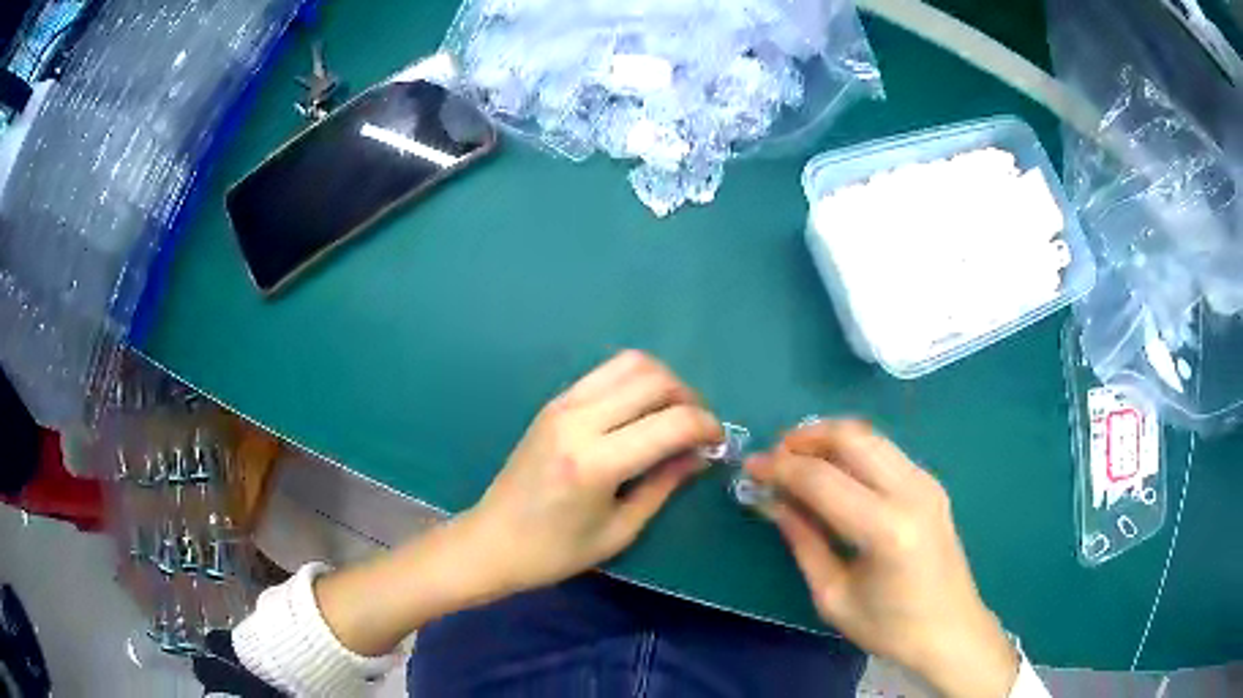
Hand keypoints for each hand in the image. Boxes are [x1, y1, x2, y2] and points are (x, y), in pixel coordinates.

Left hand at [460, 350, 722, 595]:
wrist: (492, 541)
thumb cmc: (555, 552)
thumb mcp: (620, 530)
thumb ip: (663, 486)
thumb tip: (699, 455)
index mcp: (595, 462)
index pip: (671, 422)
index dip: (706, 427)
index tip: (717, 443)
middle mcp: (579, 421)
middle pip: (654, 379)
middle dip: (690, 398)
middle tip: (698, 430)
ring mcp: (562, 405)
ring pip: (630, 363)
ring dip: (663, 382)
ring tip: (673, 416)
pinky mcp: (554, 402)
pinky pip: (606, 373)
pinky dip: (635, 382)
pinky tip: (641, 413)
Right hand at [747, 420, 1018, 697]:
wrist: (951, 630)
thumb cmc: (889, 627)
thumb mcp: (833, 596)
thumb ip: (803, 541)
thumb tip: (772, 501)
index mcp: (885, 529)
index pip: (822, 478)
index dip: (780, 468)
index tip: (750, 467)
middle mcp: (911, 491)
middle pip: (852, 436)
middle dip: (806, 437)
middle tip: (775, 457)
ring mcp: (926, 482)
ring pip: (870, 436)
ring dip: (829, 438)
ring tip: (798, 460)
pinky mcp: (932, 484)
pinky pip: (885, 451)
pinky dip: (853, 451)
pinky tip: (835, 473)